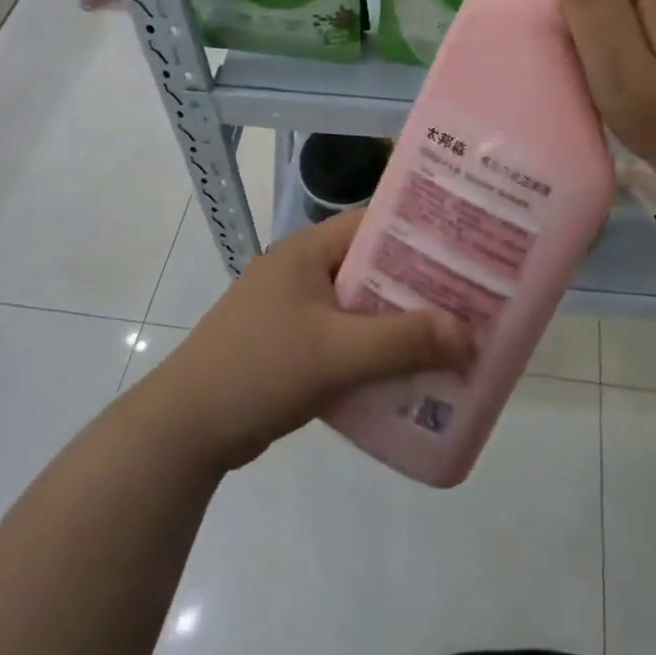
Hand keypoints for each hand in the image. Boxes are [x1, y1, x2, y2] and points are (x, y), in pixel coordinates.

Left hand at [144, 210, 474, 472]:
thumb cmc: (258, 369)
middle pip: (375, 266)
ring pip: (363, 305)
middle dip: (421, 284)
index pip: (377, 222)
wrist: (183, 432)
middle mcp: (304, 270)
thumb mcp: (335, 352)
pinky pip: (347, 338)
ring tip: (453, 336)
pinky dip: (376, 350)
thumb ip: (403, 342)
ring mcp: (295, 308)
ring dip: (401, 322)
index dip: (424, 232)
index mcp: (309, 250)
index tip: (469, 248)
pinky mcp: (292, 345)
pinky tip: (410, 372)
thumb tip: (469, 336)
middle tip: (472, 298)